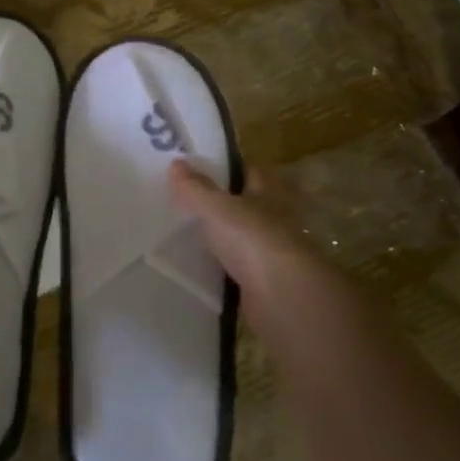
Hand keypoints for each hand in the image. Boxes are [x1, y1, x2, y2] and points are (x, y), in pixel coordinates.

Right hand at [169, 160, 315, 304]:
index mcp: (267, 192)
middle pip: (242, 203)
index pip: (247, 169)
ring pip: (237, 236)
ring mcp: (268, 251)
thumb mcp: (217, 207)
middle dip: (216, 201)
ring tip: (180, 230)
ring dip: (217, 234)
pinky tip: (193, 264)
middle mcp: (272, 218)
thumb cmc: (253, 239)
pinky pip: (233, 266)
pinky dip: (217, 265)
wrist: (283, 298)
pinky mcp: (260, 282)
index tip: (194, 164)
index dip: (224, 165)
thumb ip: (195, 187)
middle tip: (179, 197)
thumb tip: (176, 162)